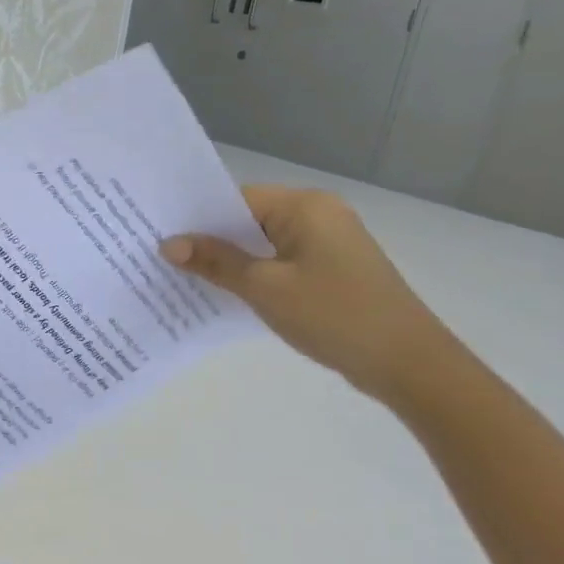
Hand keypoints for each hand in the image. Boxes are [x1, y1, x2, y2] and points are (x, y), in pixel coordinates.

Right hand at [160, 185, 455, 401]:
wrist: (407, 363)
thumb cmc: (334, 315)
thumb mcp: (265, 288)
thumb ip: (216, 262)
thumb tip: (169, 244)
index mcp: (305, 206)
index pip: (235, 199)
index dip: (196, 218)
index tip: (155, 234)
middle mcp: (318, 215)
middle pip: (247, 219)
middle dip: (207, 240)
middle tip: (158, 256)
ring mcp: (326, 243)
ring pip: (261, 244)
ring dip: (227, 260)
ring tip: (179, 275)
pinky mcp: (329, 270)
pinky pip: (277, 263)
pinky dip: (250, 274)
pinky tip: (220, 292)